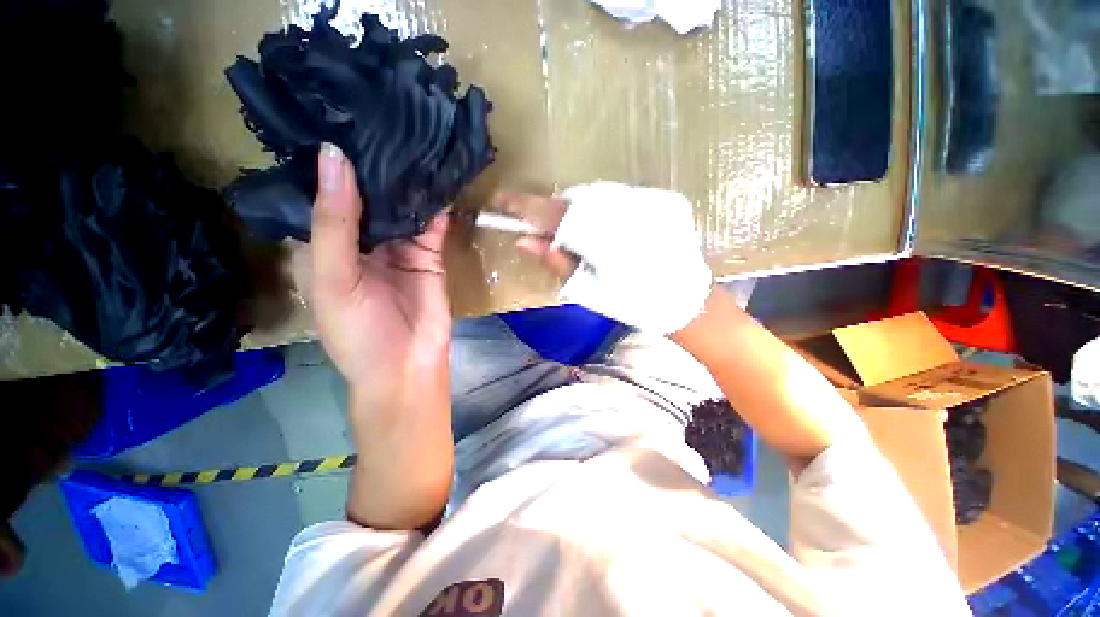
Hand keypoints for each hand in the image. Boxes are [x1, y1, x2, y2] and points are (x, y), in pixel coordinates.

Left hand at [310, 143, 450, 411]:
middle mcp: (362, 241)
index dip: (328, 164)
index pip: (324, 196)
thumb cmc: (357, 331)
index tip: (335, 119)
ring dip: (404, 182)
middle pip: (367, 197)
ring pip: (401, 208)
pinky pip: (430, 225)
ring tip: (408, 138)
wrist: (407, 364)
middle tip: (378, 117)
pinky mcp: (429, 255)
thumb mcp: (333, 277)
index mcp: (327, 245)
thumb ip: (335, 222)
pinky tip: (436, 176)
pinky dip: (434, 205)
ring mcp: (398, 247)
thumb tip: (335, 157)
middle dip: (372, 166)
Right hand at [496, 183, 712, 334]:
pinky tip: (603, 229)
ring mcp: (647, 200)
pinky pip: (617, 196)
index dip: (523, 205)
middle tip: (542, 227)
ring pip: (595, 195)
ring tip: (574, 232)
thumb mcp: (588, 290)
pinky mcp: (663, 199)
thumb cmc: (633, 304)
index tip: (499, 201)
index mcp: (602, 237)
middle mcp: (624, 209)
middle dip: (552, 210)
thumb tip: (523, 239)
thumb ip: (556, 261)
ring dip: (576, 209)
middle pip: (572, 198)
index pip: (552, 213)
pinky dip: (600, 209)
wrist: (686, 302)